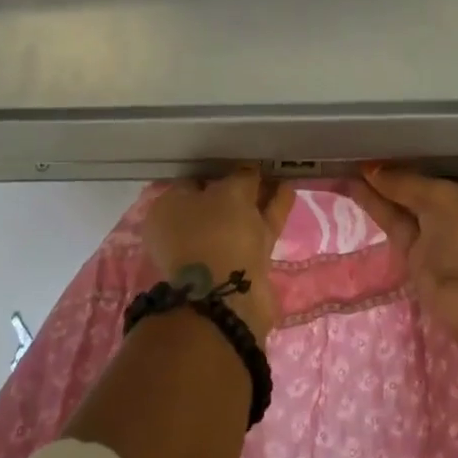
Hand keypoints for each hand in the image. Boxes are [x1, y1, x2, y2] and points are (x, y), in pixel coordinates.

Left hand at [143, 169, 294, 342]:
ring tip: (280, 174)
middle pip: (217, 200)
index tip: (239, 159)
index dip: (218, 169)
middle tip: (262, 166)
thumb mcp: (231, 192)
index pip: (193, 180)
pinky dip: (271, 211)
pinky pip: (255, 229)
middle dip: (240, 185)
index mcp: (168, 210)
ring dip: (260, 197)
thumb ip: (242, 177)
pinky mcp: (238, 265)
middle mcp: (185, 231)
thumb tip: (249, 172)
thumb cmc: (217, 232)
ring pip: (239, 216)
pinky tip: (288, 191)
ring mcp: (212, 250)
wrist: (228, 298)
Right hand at [353, 166, 457, 350]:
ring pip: (405, 205)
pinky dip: (375, 206)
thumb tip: (371, 169)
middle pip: (423, 185)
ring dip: (378, 188)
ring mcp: (441, 234)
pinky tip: (352, 186)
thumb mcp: (443, 198)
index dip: (416, 154)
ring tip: (345, 164)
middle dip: (394, 172)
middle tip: (357, 150)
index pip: (445, 165)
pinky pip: (395, 223)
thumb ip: (405, 182)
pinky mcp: (420, 256)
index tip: (385, 142)